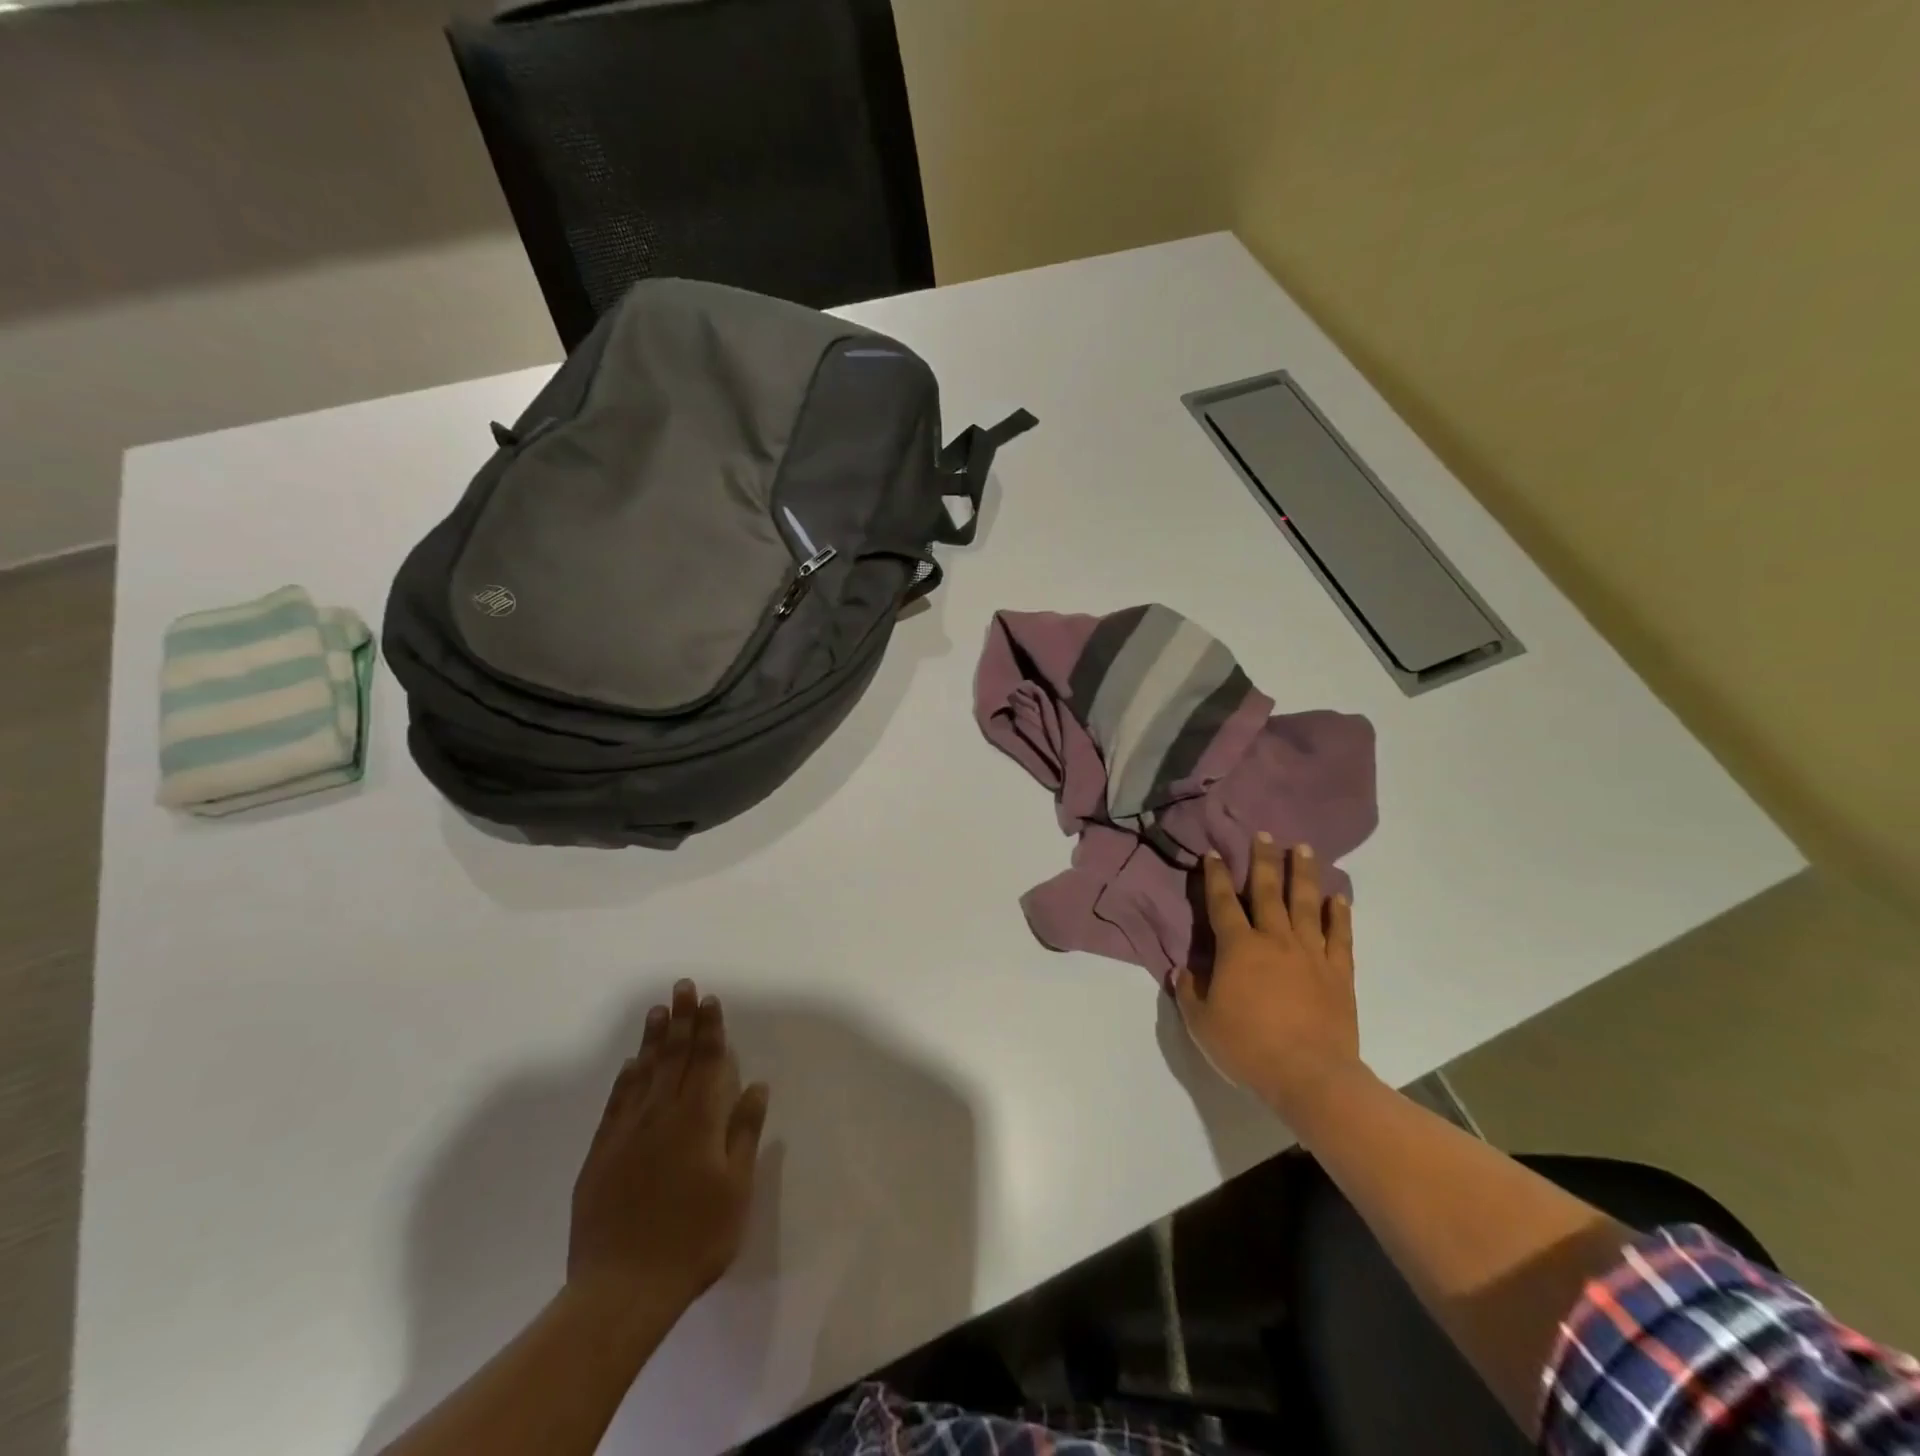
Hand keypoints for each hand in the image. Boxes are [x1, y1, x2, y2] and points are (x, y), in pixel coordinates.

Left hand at [568, 980, 769, 1316]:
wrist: (621, 1290)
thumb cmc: (693, 1239)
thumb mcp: (735, 1189)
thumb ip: (743, 1133)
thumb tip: (755, 1086)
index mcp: (696, 1121)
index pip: (706, 1062)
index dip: (710, 1029)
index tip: (710, 1000)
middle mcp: (660, 1116)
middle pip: (673, 1057)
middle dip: (681, 1020)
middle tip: (682, 986)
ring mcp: (626, 1134)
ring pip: (643, 1073)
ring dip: (652, 1040)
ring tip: (657, 1011)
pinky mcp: (601, 1155)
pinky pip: (617, 1103)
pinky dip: (625, 1078)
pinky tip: (630, 1064)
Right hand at [1172, 834, 1360, 1115]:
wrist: (1310, 1076)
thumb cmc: (1248, 1047)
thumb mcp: (1201, 1023)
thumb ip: (1189, 991)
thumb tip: (1182, 970)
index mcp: (1238, 948)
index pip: (1223, 902)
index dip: (1216, 876)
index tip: (1213, 853)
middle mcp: (1274, 940)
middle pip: (1268, 891)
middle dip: (1263, 860)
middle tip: (1264, 833)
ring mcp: (1311, 954)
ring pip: (1305, 904)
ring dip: (1303, 874)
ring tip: (1303, 849)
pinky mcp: (1338, 973)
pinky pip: (1339, 936)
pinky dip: (1338, 914)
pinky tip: (1339, 897)